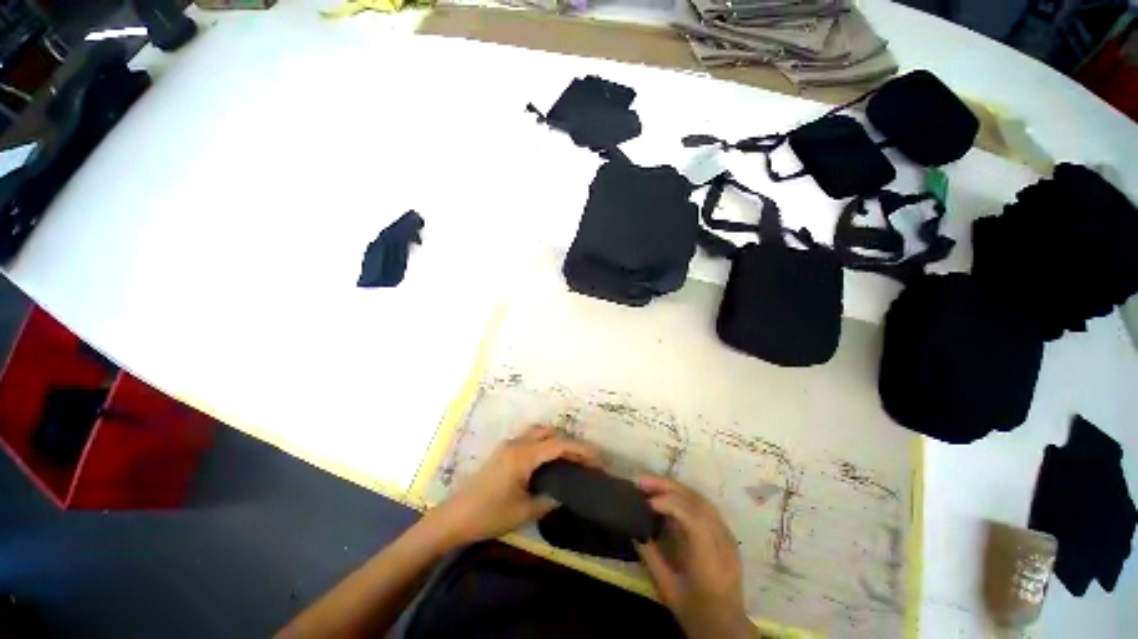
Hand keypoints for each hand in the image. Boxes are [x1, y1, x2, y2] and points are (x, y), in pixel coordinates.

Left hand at [423, 425, 600, 548]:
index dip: (581, 450)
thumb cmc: (489, 515)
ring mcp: (508, 445)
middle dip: (570, 443)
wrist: (453, 518)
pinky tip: (548, 461)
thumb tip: (569, 493)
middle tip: (585, 461)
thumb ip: (550, 499)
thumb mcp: (524, 511)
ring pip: (539, 432)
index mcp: (524, 455)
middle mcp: (517, 443)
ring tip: (569, 460)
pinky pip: (529, 439)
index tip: (599, 460)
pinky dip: (544, 444)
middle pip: (550, 433)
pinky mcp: (503, 452)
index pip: (559, 445)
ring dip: (556, 440)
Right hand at [636, 475, 756, 638]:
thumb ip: (650, 556)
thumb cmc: (695, 610)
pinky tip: (671, 495)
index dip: (668, 503)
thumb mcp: (667, 587)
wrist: (727, 627)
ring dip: (675, 487)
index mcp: (708, 557)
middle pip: (696, 500)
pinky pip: (705, 506)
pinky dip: (685, 495)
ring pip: (701, 499)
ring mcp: (726, 535)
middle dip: (667, 486)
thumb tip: (634, 529)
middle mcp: (721, 540)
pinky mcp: (726, 534)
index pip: (691, 517)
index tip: (645, 502)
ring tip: (652, 483)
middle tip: (642, 481)